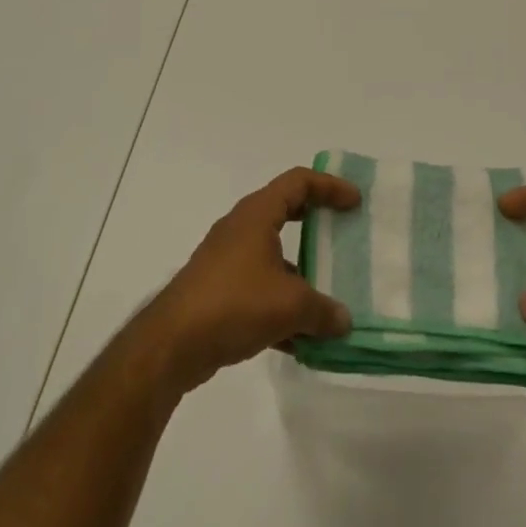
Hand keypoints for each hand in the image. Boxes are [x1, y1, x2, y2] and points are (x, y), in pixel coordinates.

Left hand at [130, 168, 359, 396]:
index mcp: (257, 214)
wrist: (171, 345)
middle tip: (341, 232)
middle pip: (285, 211)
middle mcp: (241, 228)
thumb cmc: (234, 303)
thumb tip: (344, 321)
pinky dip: (280, 305)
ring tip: (327, 297)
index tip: (354, 202)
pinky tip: (299, 340)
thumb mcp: (290, 305)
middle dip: (315, 222)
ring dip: (299, 273)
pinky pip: (258, 288)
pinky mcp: (217, 292)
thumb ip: (323, 311)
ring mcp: (226, 260)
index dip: (329, 186)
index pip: (299, 181)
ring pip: (272, 255)